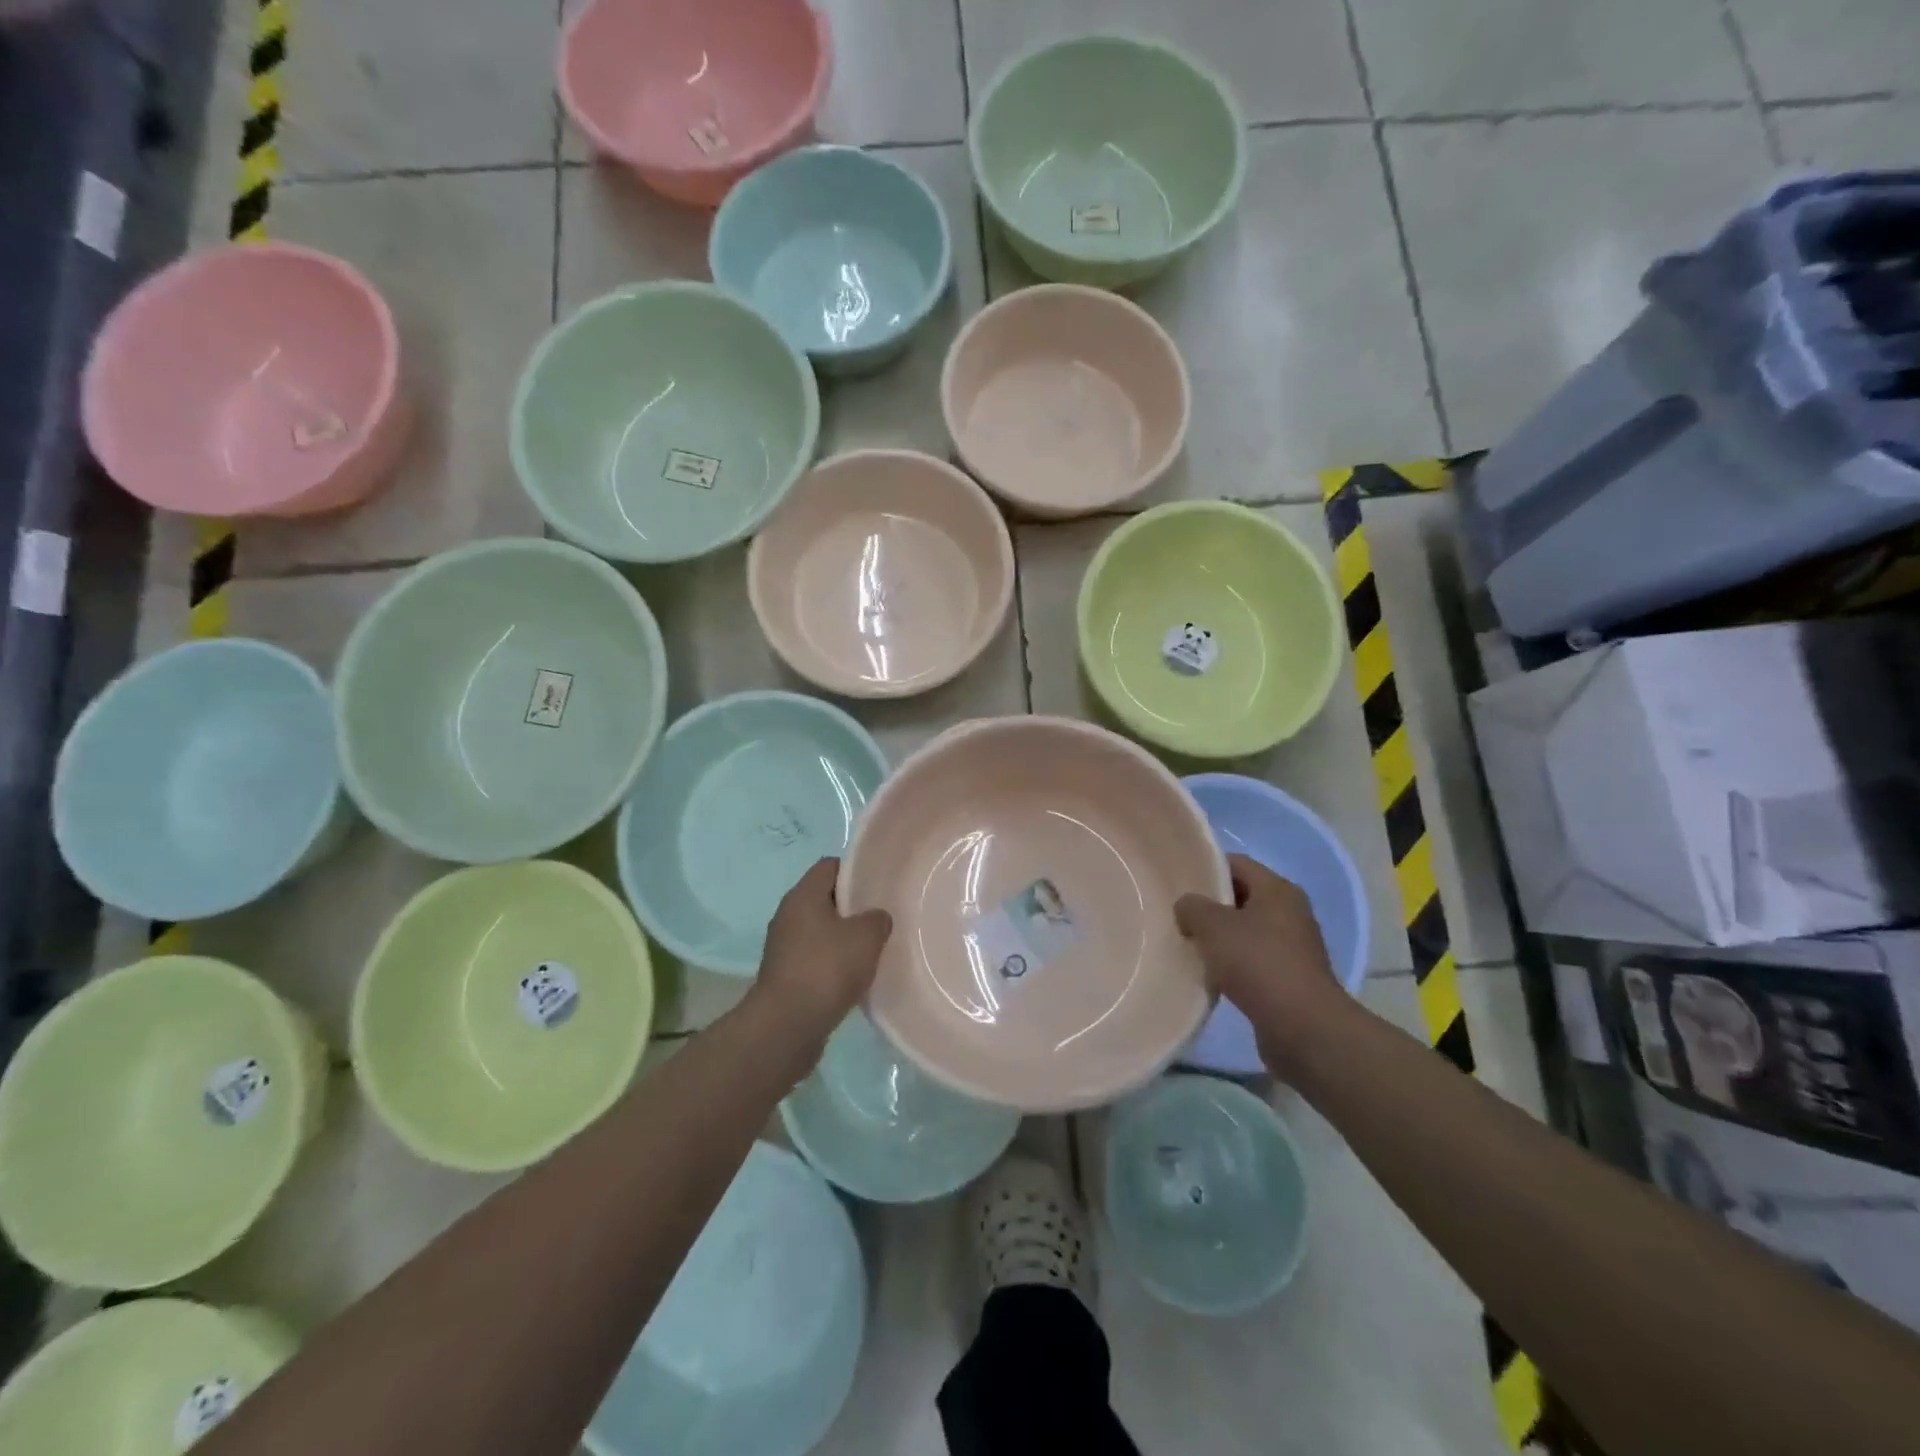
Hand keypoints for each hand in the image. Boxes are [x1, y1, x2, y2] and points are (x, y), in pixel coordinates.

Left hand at [750, 858, 892, 1044]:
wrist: (786, 1027)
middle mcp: (788, 915)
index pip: (829, 866)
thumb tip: (875, 919)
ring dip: (845, 938)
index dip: (855, 870)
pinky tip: (855, 978)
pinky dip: (834, 964)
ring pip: (821, 931)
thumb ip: (877, 919)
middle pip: (825, 898)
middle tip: (882, 917)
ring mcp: (784, 947)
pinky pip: (816, 958)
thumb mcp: (866, 936)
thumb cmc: (826, 969)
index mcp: (803, 895)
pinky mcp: (786, 976)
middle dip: (854, 907)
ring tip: (873, 949)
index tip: (878, 884)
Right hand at [1175, 854, 1351, 1077]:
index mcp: (1278, 890)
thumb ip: (1192, 907)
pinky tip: (1208, 975)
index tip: (1177, 880)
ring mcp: (1292, 947)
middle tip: (1176, 914)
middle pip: (1241, 897)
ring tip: (1188, 945)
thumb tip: (1187, 907)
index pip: (1237, 864)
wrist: (1303, 1028)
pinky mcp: (1289, 979)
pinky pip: (1252, 961)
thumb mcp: (1213, 926)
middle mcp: (1290, 913)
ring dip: (1218, 938)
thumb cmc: (1258, 963)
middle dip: (1209, 906)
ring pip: (1245, 931)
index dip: (1206, 868)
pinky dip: (1231, 964)